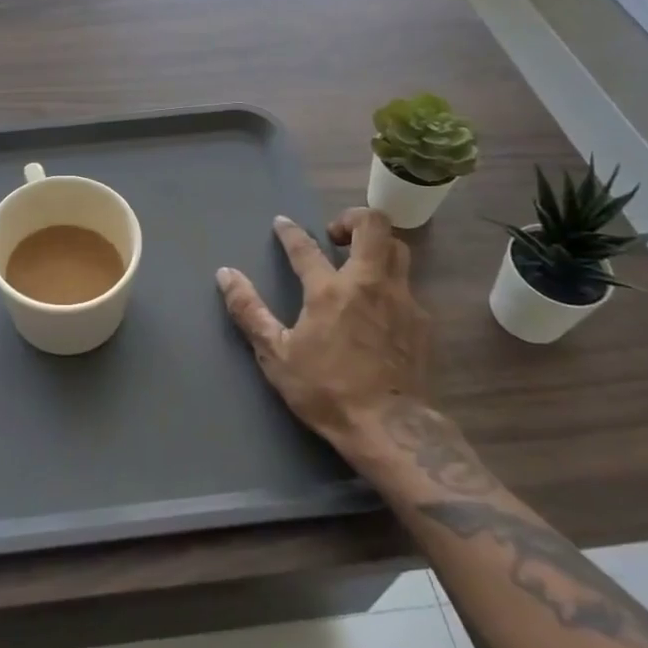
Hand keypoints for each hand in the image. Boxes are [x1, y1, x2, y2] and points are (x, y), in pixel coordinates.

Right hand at [216, 209, 429, 457]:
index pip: (306, 246)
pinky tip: (378, 307)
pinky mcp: (422, 322)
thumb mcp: (276, 355)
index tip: (282, 223)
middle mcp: (369, 283)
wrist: (391, 430)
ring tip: (358, 262)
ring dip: (377, 246)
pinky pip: (407, 285)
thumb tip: (225, 274)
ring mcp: (401, 300)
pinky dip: (390, 283)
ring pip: (398, 250)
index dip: (290, 231)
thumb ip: (249, 311)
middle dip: (353, 218)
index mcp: (330, 290)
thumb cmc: (326, 391)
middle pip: (374, 225)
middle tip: (335, 235)